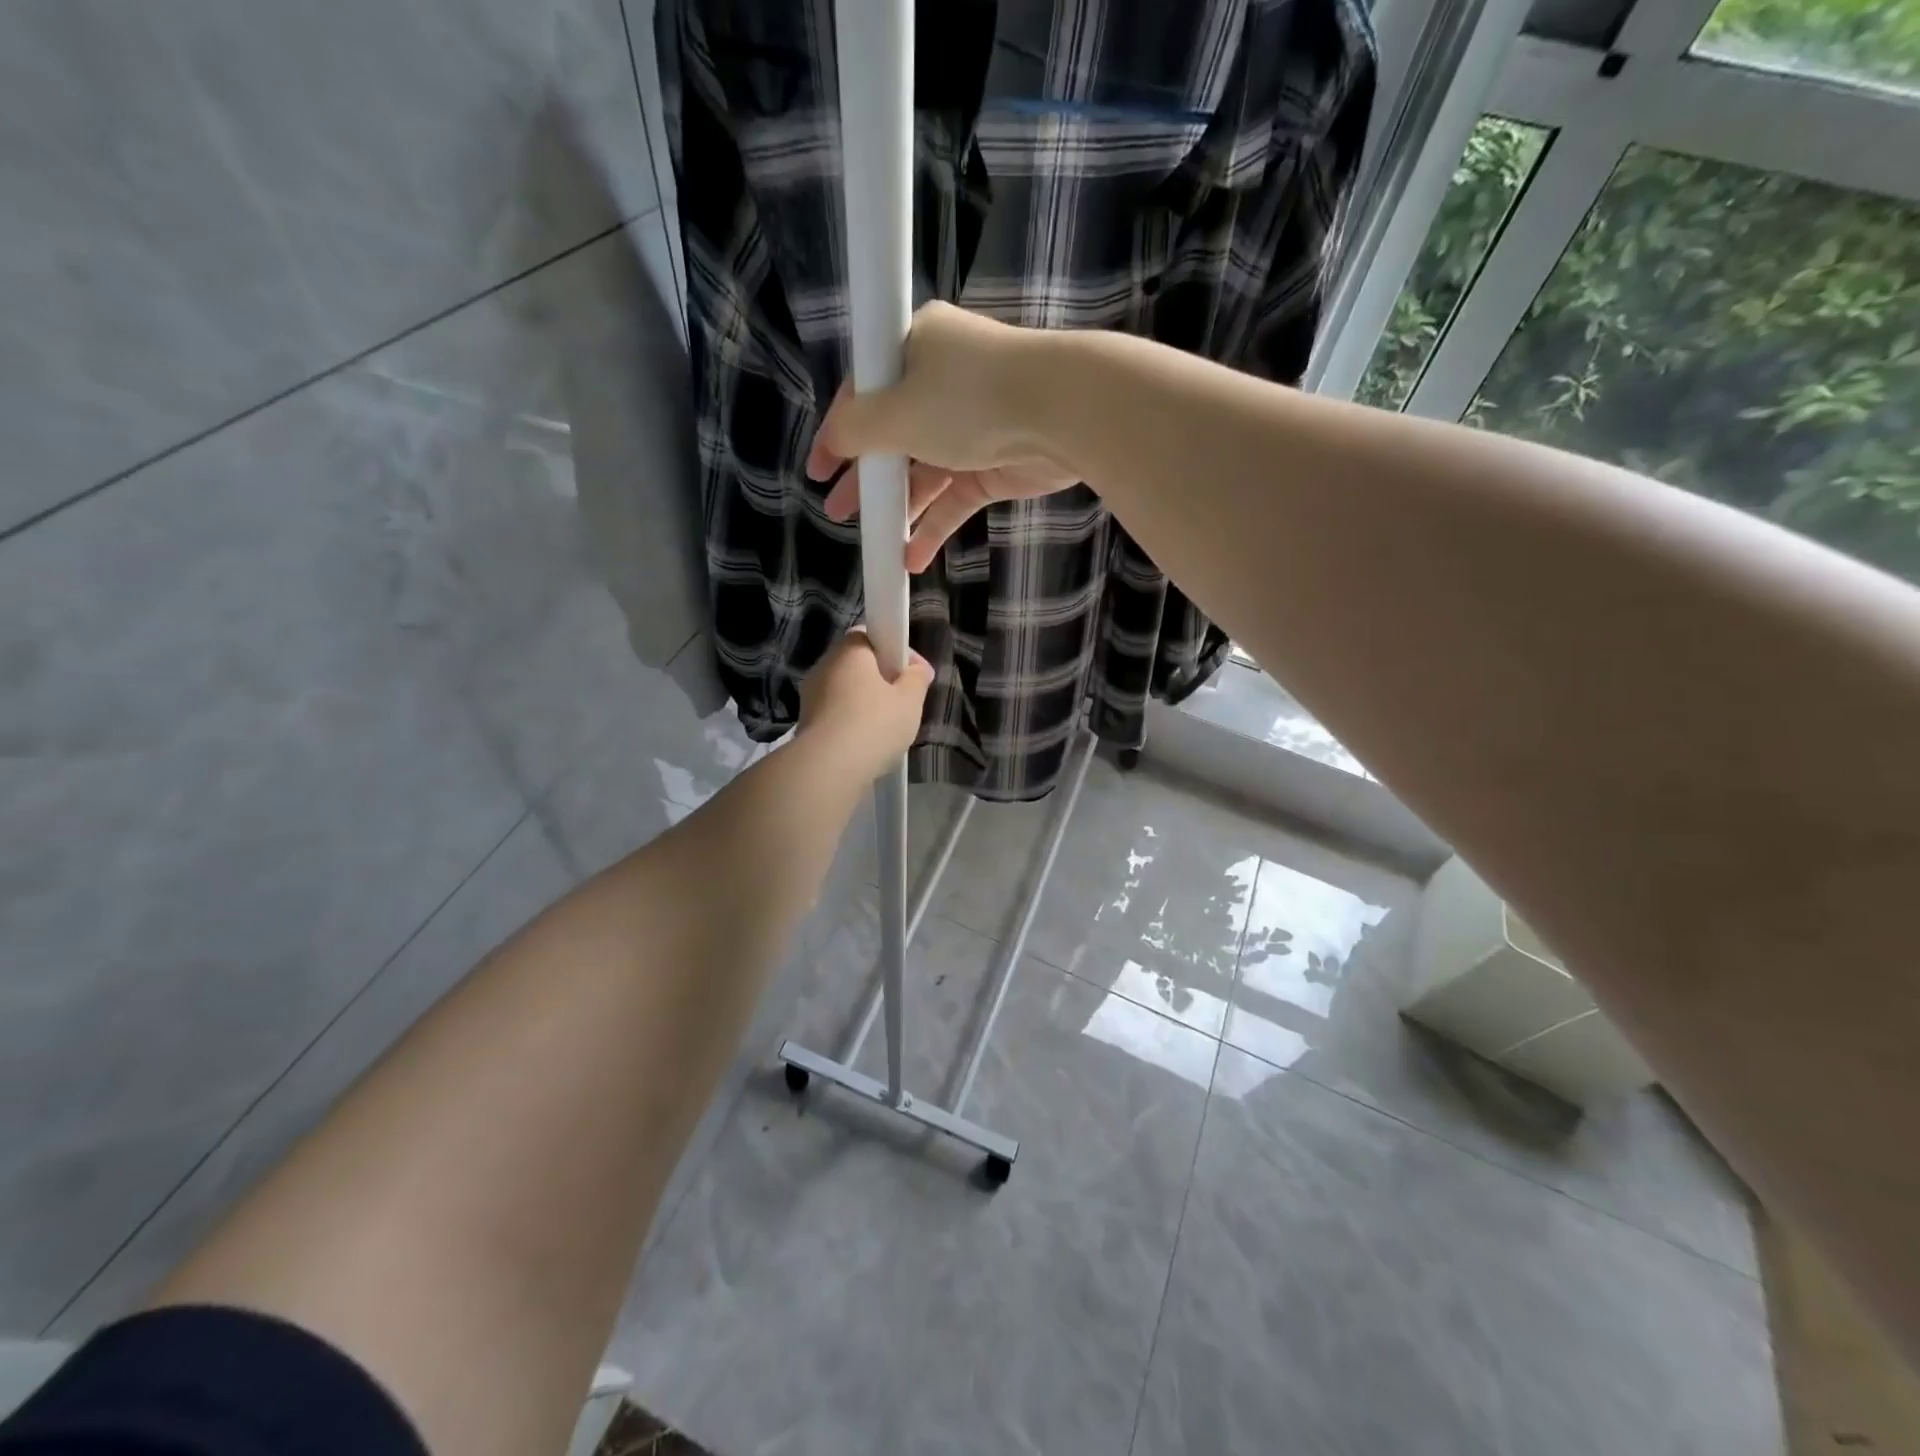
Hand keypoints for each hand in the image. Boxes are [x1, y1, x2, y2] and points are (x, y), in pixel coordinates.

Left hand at [797, 629, 934, 777]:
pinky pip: (834, 714)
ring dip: (864, 702)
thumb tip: (919, 668)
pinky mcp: (805, 723)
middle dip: (881, 678)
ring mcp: (810, 695)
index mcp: (849, 650)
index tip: (912, 671)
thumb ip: (917, 678)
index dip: (895, 649)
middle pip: (856, 664)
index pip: (869, 634)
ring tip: (887, 726)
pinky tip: (866, 742)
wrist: (829, 768)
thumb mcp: (910, 700)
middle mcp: (824, 666)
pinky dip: (850, 722)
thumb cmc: (874, 724)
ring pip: (844, 690)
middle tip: (904, 699)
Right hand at [805, 303, 1079, 571]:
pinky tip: (911, 557)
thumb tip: (834, 440)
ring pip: (925, 472)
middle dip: (865, 478)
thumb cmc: (969, 398)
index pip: (866, 392)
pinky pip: (954, 498)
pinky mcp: (995, 465)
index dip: (839, 432)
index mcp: (917, 347)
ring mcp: (972, 426)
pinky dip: (934, 525)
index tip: (820, 469)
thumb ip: (856, 430)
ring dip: (899, 507)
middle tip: (838, 511)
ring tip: (872, 541)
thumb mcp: (897, 411)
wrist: (1061, 412)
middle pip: (894, 435)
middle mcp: (943, 382)